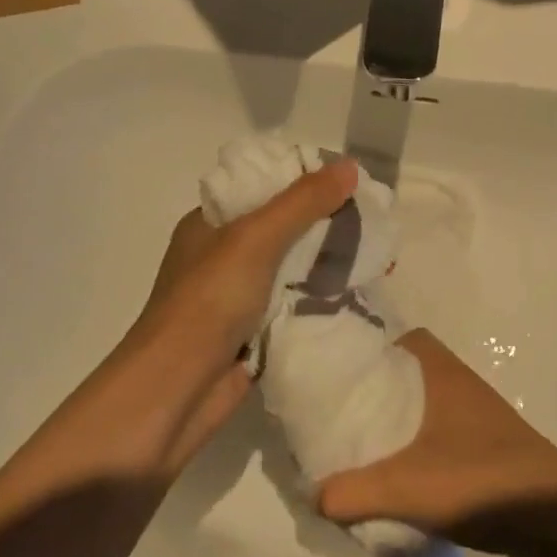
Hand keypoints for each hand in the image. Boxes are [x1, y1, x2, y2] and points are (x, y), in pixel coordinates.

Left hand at [131, 156, 360, 390]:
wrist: (177, 390)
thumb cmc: (208, 301)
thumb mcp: (254, 238)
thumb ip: (302, 203)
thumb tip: (350, 166)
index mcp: (211, 224)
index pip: (263, 187)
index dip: (306, 181)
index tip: (351, 182)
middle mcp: (223, 256)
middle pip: (284, 229)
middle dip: (327, 225)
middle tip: (375, 220)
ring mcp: (239, 298)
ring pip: (294, 271)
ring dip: (330, 264)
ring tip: (380, 256)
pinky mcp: (255, 334)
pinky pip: (296, 307)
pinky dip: (322, 301)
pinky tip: (360, 293)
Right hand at [316, 330, 556, 553]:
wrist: (555, 519)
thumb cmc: (480, 481)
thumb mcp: (407, 488)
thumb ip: (354, 492)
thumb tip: (313, 496)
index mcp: (440, 373)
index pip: (400, 339)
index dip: (368, 349)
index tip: (336, 372)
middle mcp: (457, 384)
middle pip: (405, 375)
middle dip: (373, 393)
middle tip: (338, 415)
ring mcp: (474, 415)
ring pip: (420, 406)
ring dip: (394, 424)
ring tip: (358, 448)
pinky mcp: (483, 445)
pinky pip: (435, 434)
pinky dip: (413, 447)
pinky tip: (397, 477)